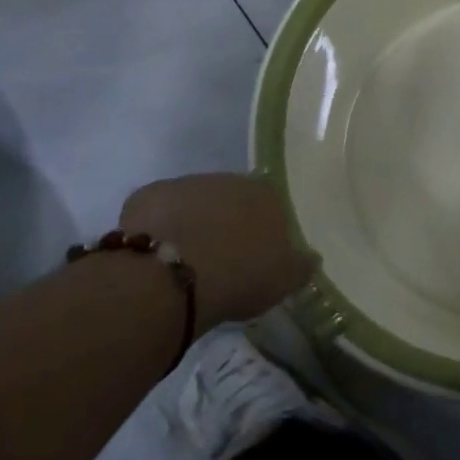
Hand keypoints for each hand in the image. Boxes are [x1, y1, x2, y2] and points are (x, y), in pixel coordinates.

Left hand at [120, 173, 315, 326]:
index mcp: (268, 194)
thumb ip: (301, 265)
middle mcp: (230, 180)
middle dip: (226, 222)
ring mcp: (186, 184)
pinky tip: (152, 257)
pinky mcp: (147, 195)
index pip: (272, 204)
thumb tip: (311, 257)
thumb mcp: (284, 280)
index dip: (263, 228)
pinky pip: (156, 212)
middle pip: (232, 199)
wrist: (171, 277)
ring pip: (193, 202)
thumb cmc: (239, 275)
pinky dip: (157, 228)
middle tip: (220, 257)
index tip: (255, 253)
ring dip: (192, 223)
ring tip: (184, 261)